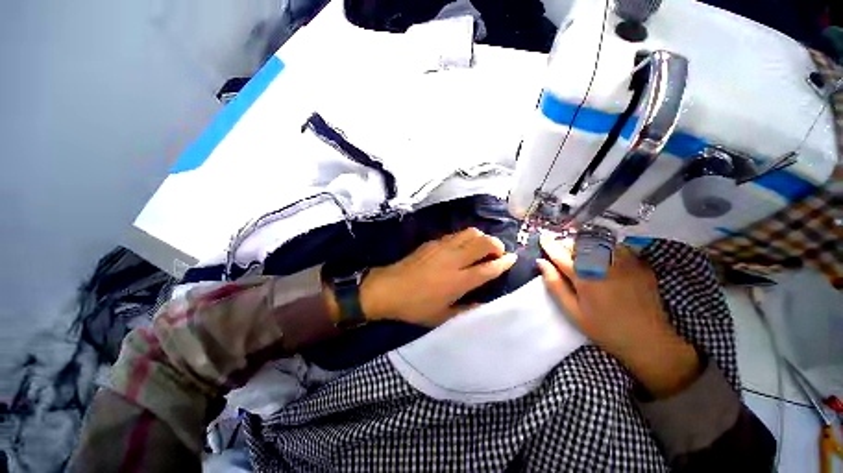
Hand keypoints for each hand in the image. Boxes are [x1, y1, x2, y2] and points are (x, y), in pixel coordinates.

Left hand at [360, 227, 516, 326]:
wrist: (388, 288)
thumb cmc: (415, 306)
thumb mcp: (442, 317)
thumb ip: (466, 310)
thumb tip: (483, 304)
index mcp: (459, 281)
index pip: (489, 267)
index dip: (504, 262)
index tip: (512, 259)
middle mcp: (454, 260)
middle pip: (484, 243)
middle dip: (497, 245)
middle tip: (497, 254)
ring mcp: (443, 247)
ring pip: (471, 233)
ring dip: (482, 238)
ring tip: (482, 249)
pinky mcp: (433, 242)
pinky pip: (456, 234)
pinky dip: (466, 238)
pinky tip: (462, 248)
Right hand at [537, 237, 699, 397]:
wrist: (649, 341)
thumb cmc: (605, 329)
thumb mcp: (573, 311)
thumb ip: (555, 285)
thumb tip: (541, 263)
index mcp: (585, 278)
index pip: (561, 255)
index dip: (550, 245)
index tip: (542, 238)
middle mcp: (605, 265)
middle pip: (581, 244)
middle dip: (568, 245)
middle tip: (563, 252)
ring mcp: (626, 264)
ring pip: (600, 243)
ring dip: (587, 245)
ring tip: (583, 255)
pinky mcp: (641, 266)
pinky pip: (619, 248)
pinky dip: (607, 249)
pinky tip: (606, 260)